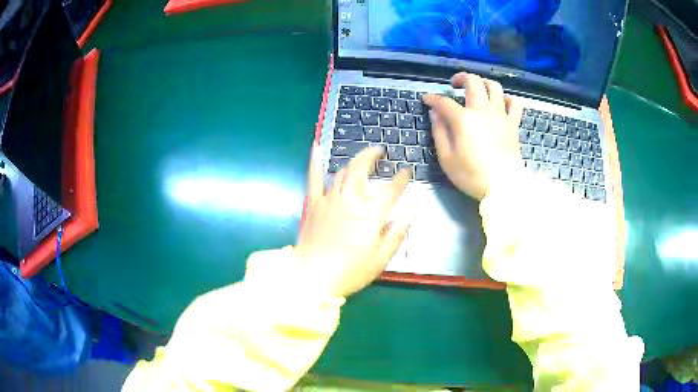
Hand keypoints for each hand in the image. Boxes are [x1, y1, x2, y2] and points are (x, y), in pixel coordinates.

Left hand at [294, 147, 411, 297]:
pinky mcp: (314, 204)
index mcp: (370, 215)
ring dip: (354, 161)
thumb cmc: (349, 271)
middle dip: (372, 156)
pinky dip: (315, 162)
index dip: (401, 178)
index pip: (391, 190)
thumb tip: (412, 215)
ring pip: (343, 172)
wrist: (312, 277)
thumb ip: (396, 234)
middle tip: (380, 151)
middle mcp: (351, 201)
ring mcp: (330, 200)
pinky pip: (314, 178)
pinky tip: (316, 147)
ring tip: (361, 158)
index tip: (406, 171)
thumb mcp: (380, 259)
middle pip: (362, 170)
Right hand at [424, 73, 523, 200]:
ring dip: (483, 83)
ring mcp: (500, 115)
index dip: (432, 98)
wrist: (504, 187)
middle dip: (461, 78)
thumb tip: (435, 114)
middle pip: (473, 82)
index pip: (444, 101)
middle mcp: (482, 110)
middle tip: (455, 85)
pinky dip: (507, 98)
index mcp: (463, 119)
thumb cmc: (472, 175)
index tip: (426, 99)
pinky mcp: (513, 124)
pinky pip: (514, 103)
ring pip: (494, 86)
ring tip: (478, 89)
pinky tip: (501, 103)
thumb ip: (439, 133)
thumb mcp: (447, 159)